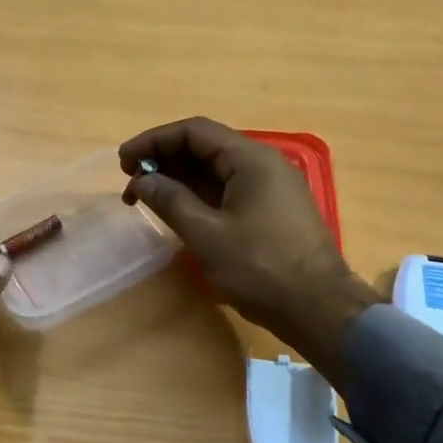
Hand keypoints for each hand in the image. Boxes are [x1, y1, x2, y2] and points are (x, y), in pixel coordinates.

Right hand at [119, 118, 378, 382]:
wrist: (320, 310)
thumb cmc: (261, 269)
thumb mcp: (207, 235)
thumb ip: (170, 201)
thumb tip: (141, 180)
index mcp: (250, 159)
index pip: (194, 132)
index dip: (154, 141)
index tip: (123, 161)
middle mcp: (264, 164)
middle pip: (205, 148)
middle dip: (164, 160)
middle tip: (130, 183)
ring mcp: (272, 188)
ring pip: (216, 171)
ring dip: (180, 179)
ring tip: (146, 198)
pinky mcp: (273, 211)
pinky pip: (229, 191)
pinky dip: (200, 196)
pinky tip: (179, 212)